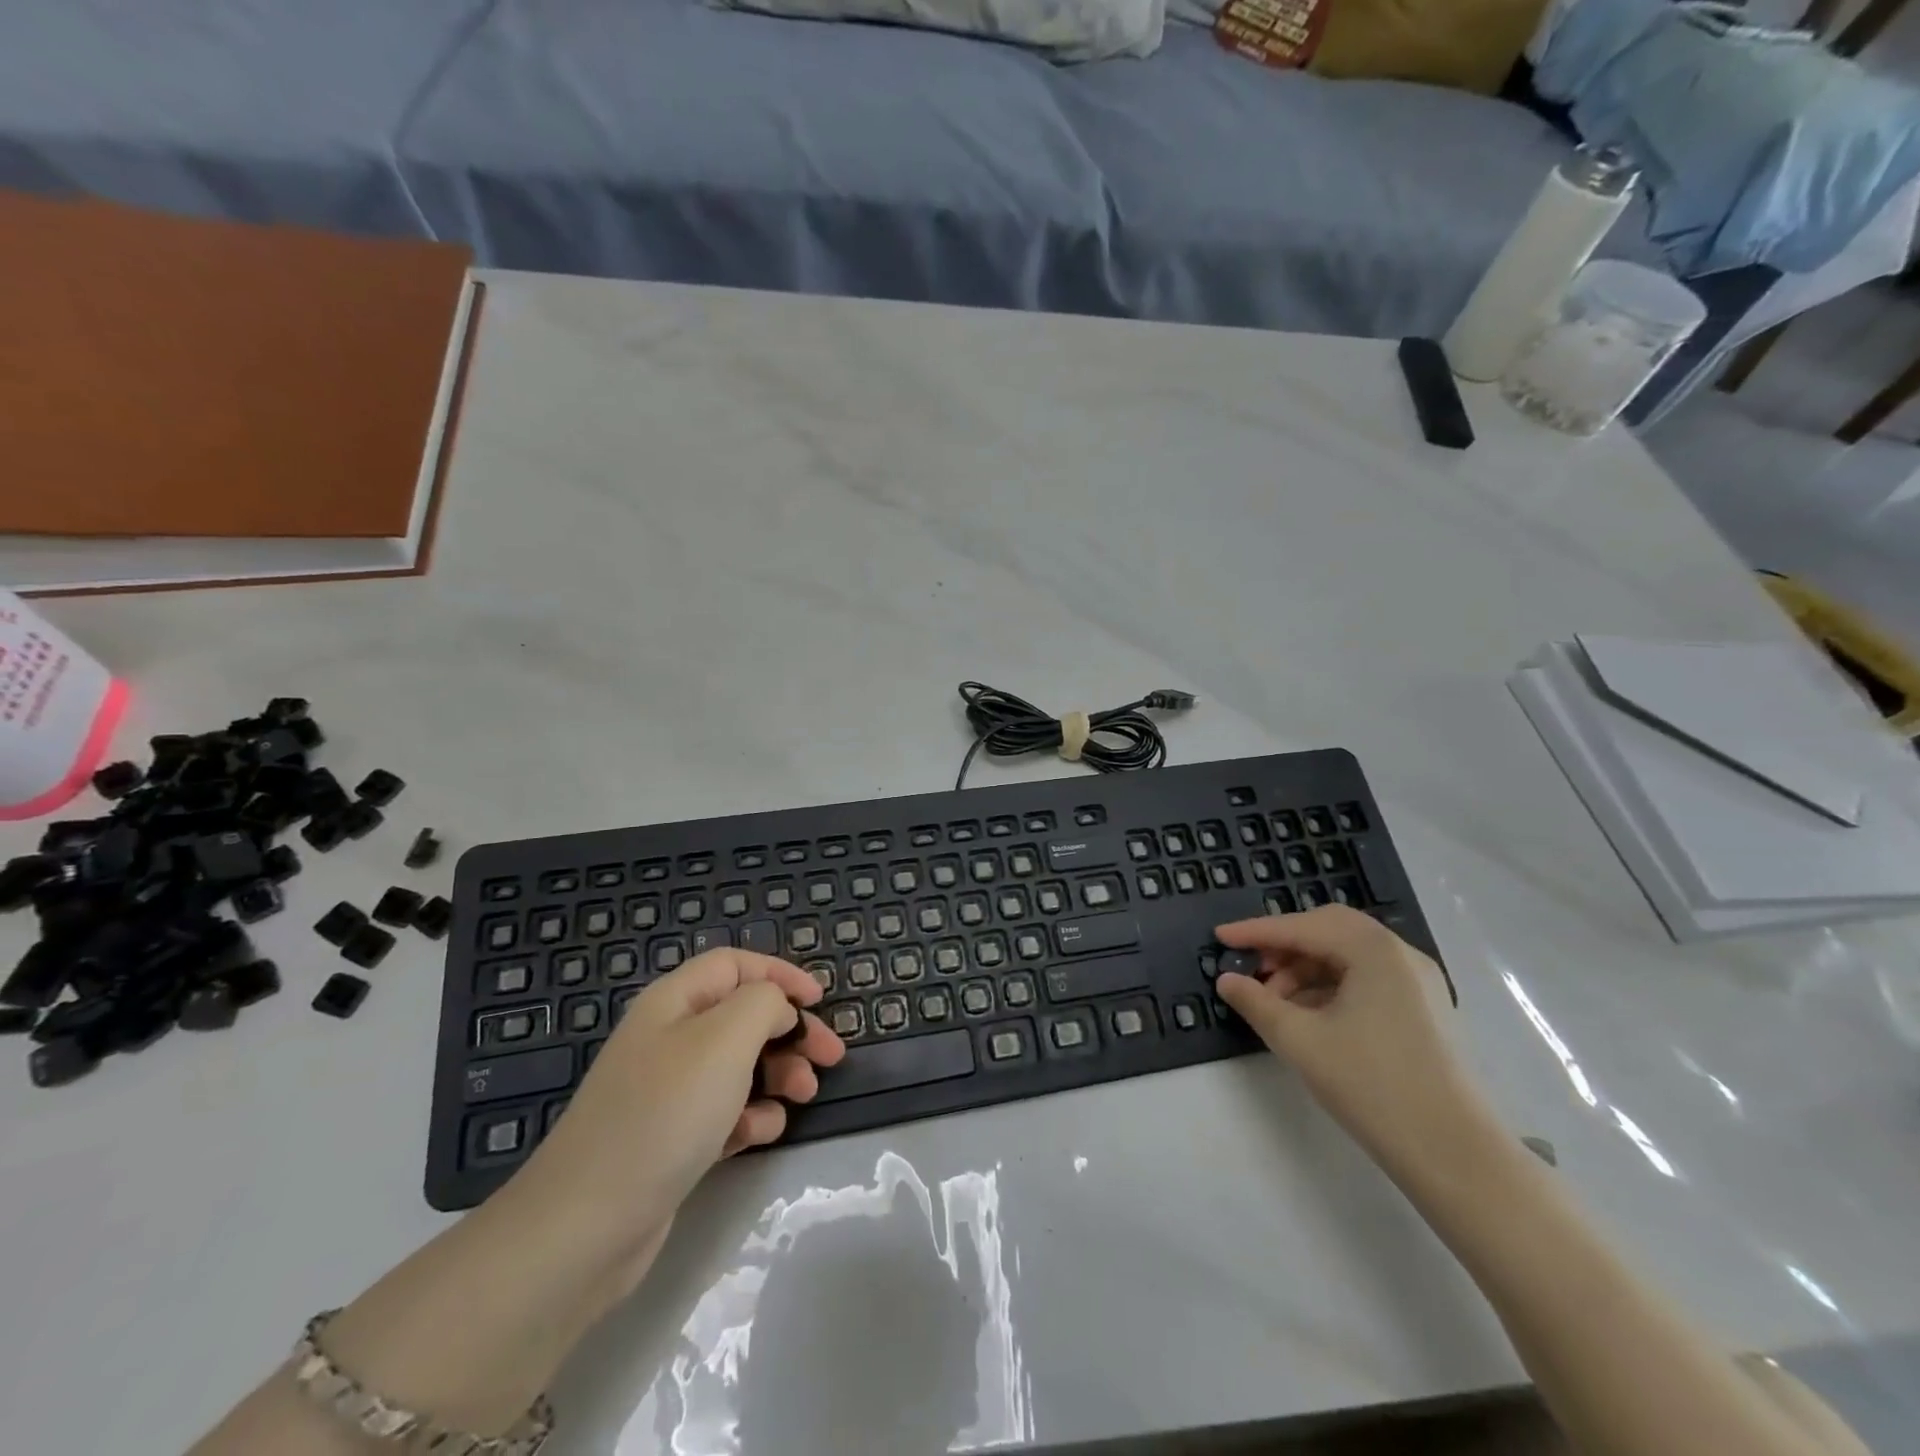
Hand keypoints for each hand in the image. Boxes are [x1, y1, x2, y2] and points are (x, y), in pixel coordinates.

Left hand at [509, 948, 845, 1291]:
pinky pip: (725, 1112)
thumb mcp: (725, 1038)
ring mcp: (669, 1092)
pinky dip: (751, 1116)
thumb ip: (764, 1004)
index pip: (735, 965)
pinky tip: (761, 1132)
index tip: (821, 1000)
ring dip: (779, 1074)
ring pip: (740, 1065)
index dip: (780, 974)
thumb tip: (776, 1010)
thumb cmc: (665, 1113)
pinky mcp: (672, 1139)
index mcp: (675, 1002)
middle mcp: (670, 1038)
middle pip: (743, 1016)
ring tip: (805, 1095)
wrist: (585, 1227)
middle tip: (831, 1057)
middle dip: (790, 1031)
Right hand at [1214, 906, 1490, 1169]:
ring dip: (1306, 968)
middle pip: (1329, 930)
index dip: (1256, 932)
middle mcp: (1401, 954)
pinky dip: (1331, 985)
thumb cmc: (1372, 1086)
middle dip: (1285, 945)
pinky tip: (1309, 1014)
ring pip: (1348, 955)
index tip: (1220, 938)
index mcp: (1374, 950)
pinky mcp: (1425, 1010)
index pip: (1302, 927)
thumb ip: (1256, 1002)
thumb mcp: (1300, 1040)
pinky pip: (1368, 978)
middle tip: (1252, 967)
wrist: (1456, 1155)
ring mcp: (1419, 982)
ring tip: (1275, 1000)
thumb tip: (1227, 981)